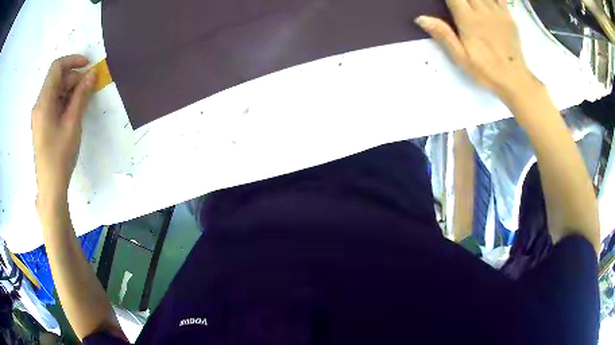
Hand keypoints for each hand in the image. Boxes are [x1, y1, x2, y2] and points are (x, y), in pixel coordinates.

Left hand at [32, 55, 95, 199]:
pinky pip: (53, 103)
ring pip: (55, 91)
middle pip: (56, 79)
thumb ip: (81, 95)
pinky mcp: (41, 123)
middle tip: (88, 87)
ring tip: (83, 101)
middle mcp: (39, 104)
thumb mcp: (72, 123)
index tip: (88, 65)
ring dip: (70, 90)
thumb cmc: (60, 155)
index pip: (56, 68)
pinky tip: (73, 111)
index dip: (73, 61)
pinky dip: (64, 101)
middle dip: (73, 78)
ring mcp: (39, 115)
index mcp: (44, 101)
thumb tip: (92, 74)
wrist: (50, 186)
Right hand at [415, 0, 538, 101]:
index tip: (445, 2)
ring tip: (470, 4)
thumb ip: (443, 35)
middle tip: (457, 5)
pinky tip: (485, 3)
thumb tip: (421, 18)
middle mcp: (483, 10)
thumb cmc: (486, 70)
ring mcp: (497, 11)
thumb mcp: (461, 58)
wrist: (514, 79)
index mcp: (468, 20)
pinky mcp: (508, 15)